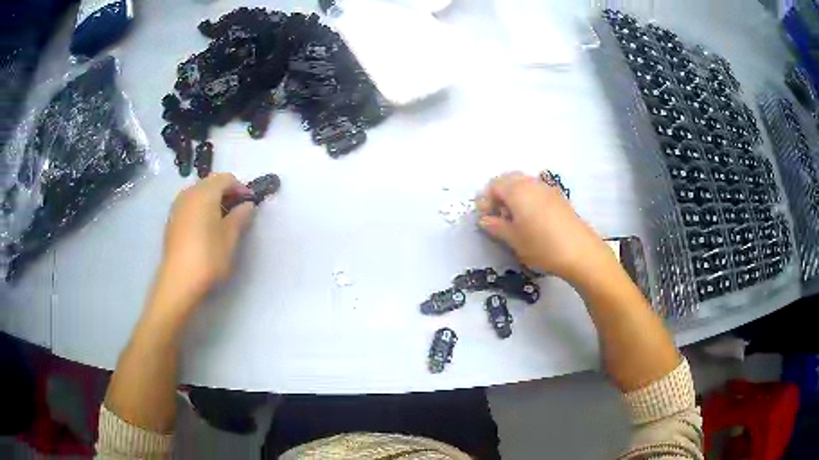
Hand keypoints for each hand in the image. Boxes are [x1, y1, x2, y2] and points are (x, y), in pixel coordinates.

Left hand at [153, 174, 256, 313]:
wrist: (178, 281)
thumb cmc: (208, 257)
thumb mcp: (230, 238)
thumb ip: (240, 217)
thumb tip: (247, 206)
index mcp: (204, 193)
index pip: (226, 178)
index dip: (240, 188)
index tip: (250, 203)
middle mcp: (189, 193)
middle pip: (210, 183)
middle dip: (226, 193)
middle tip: (238, 211)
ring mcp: (177, 206)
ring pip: (199, 194)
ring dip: (213, 201)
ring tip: (223, 220)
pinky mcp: (172, 220)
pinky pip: (190, 205)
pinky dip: (201, 209)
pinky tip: (206, 228)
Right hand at [477, 172, 614, 285]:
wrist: (580, 252)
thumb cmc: (541, 245)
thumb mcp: (513, 239)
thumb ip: (496, 226)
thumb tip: (484, 220)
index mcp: (516, 190)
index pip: (493, 185)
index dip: (485, 201)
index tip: (484, 220)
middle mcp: (531, 183)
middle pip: (508, 180)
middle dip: (499, 196)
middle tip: (497, 217)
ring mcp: (547, 188)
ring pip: (523, 184)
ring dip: (514, 197)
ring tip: (514, 221)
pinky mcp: (559, 197)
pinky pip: (536, 191)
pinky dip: (528, 199)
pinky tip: (532, 220)